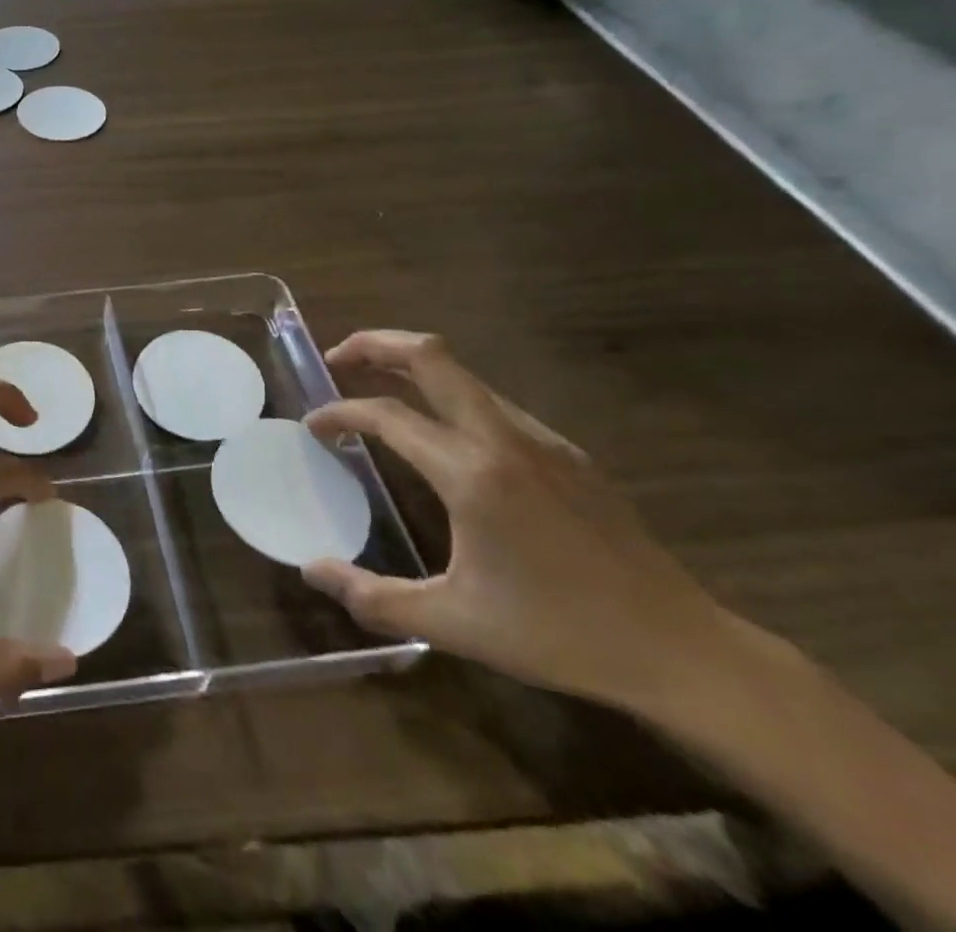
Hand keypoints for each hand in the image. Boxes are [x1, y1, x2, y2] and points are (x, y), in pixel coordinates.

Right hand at [302, 330, 735, 712]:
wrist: (682, 651)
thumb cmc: (559, 635)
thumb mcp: (454, 626)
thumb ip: (373, 597)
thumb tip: (311, 571)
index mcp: (472, 473)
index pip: (386, 415)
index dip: (340, 412)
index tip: (314, 426)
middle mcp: (506, 439)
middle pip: (431, 356)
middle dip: (376, 344)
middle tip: (337, 358)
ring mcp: (543, 441)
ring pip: (465, 375)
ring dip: (414, 367)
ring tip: (380, 388)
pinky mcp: (569, 454)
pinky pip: (494, 403)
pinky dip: (451, 397)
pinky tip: (444, 436)